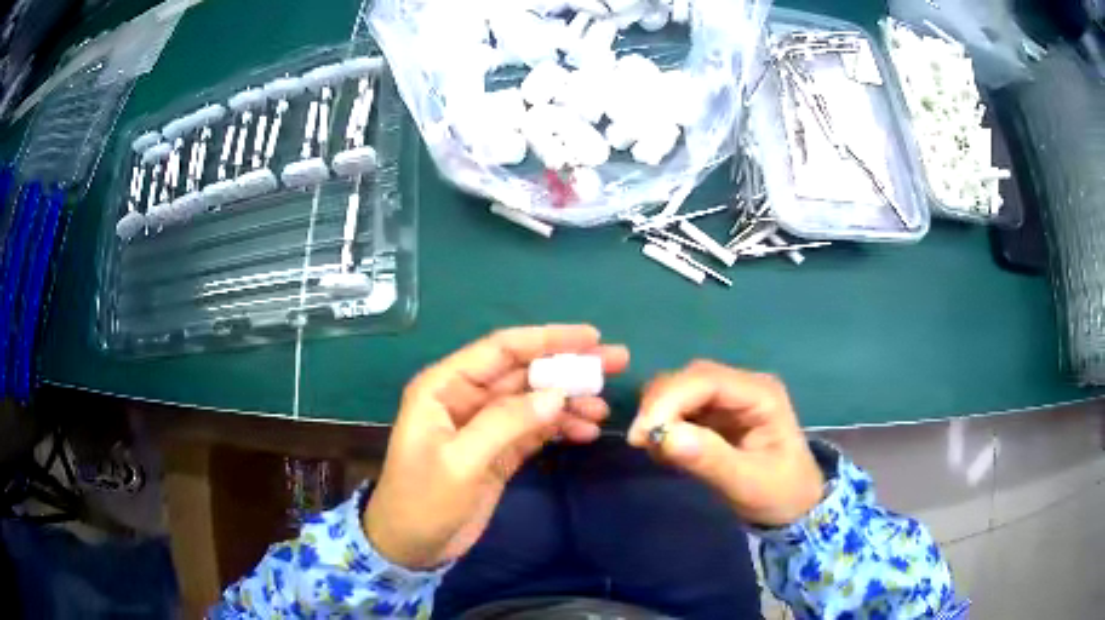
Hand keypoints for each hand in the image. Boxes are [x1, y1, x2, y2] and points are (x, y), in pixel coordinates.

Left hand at [365, 325, 628, 569]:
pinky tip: (586, 431)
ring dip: (568, 401)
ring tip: (602, 409)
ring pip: (533, 400)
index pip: (501, 349)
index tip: (591, 336)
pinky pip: (535, 428)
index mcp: (444, 387)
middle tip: (615, 362)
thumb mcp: (460, 462)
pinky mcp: (498, 449)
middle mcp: (465, 397)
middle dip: (567, 367)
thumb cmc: (423, 500)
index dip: (547, 339)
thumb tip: (556, 395)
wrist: (412, 546)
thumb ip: (506, 424)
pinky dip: (560, 427)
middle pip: (523, 372)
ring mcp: (484, 425)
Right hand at [628, 361, 823, 526]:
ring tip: (654, 448)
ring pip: (681, 389)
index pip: (707, 380)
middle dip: (660, 405)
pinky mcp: (717, 414)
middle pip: (690, 378)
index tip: (642, 434)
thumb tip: (662, 436)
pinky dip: (665, 424)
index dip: (669, 400)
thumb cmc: (779, 494)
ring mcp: (730, 399)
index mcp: (761, 394)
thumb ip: (709, 460)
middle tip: (641, 442)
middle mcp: (744, 387)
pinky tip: (664, 449)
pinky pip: (681, 407)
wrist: (796, 507)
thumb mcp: (747, 483)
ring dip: (659, 413)